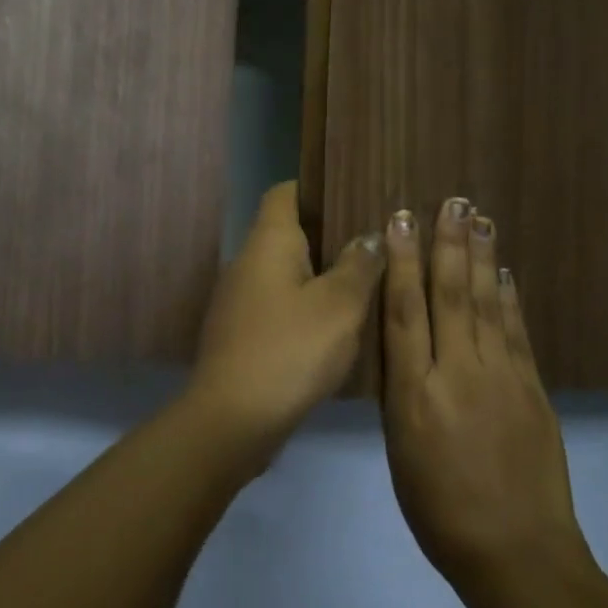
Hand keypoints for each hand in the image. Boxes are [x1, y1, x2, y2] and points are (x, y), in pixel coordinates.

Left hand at [189, 182, 384, 444]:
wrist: (232, 419)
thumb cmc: (290, 350)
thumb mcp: (340, 306)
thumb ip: (359, 265)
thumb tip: (370, 236)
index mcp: (268, 242)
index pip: (285, 192)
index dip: (316, 187)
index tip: (354, 193)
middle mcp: (247, 262)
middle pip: (288, 232)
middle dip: (329, 234)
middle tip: (374, 240)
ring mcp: (239, 299)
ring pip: (285, 271)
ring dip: (319, 274)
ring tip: (365, 280)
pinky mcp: (241, 333)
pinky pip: (278, 304)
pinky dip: (305, 306)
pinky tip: (336, 325)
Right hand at [380, 198, 591, 595]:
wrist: (516, 553)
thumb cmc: (439, 510)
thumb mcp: (399, 450)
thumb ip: (400, 390)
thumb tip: (402, 342)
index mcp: (413, 393)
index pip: (404, 312)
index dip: (402, 262)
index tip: (401, 221)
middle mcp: (457, 373)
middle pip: (449, 295)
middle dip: (447, 244)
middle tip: (450, 201)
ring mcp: (501, 378)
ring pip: (485, 303)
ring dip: (480, 257)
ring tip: (479, 219)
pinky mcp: (533, 389)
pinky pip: (516, 332)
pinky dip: (508, 298)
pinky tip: (503, 272)